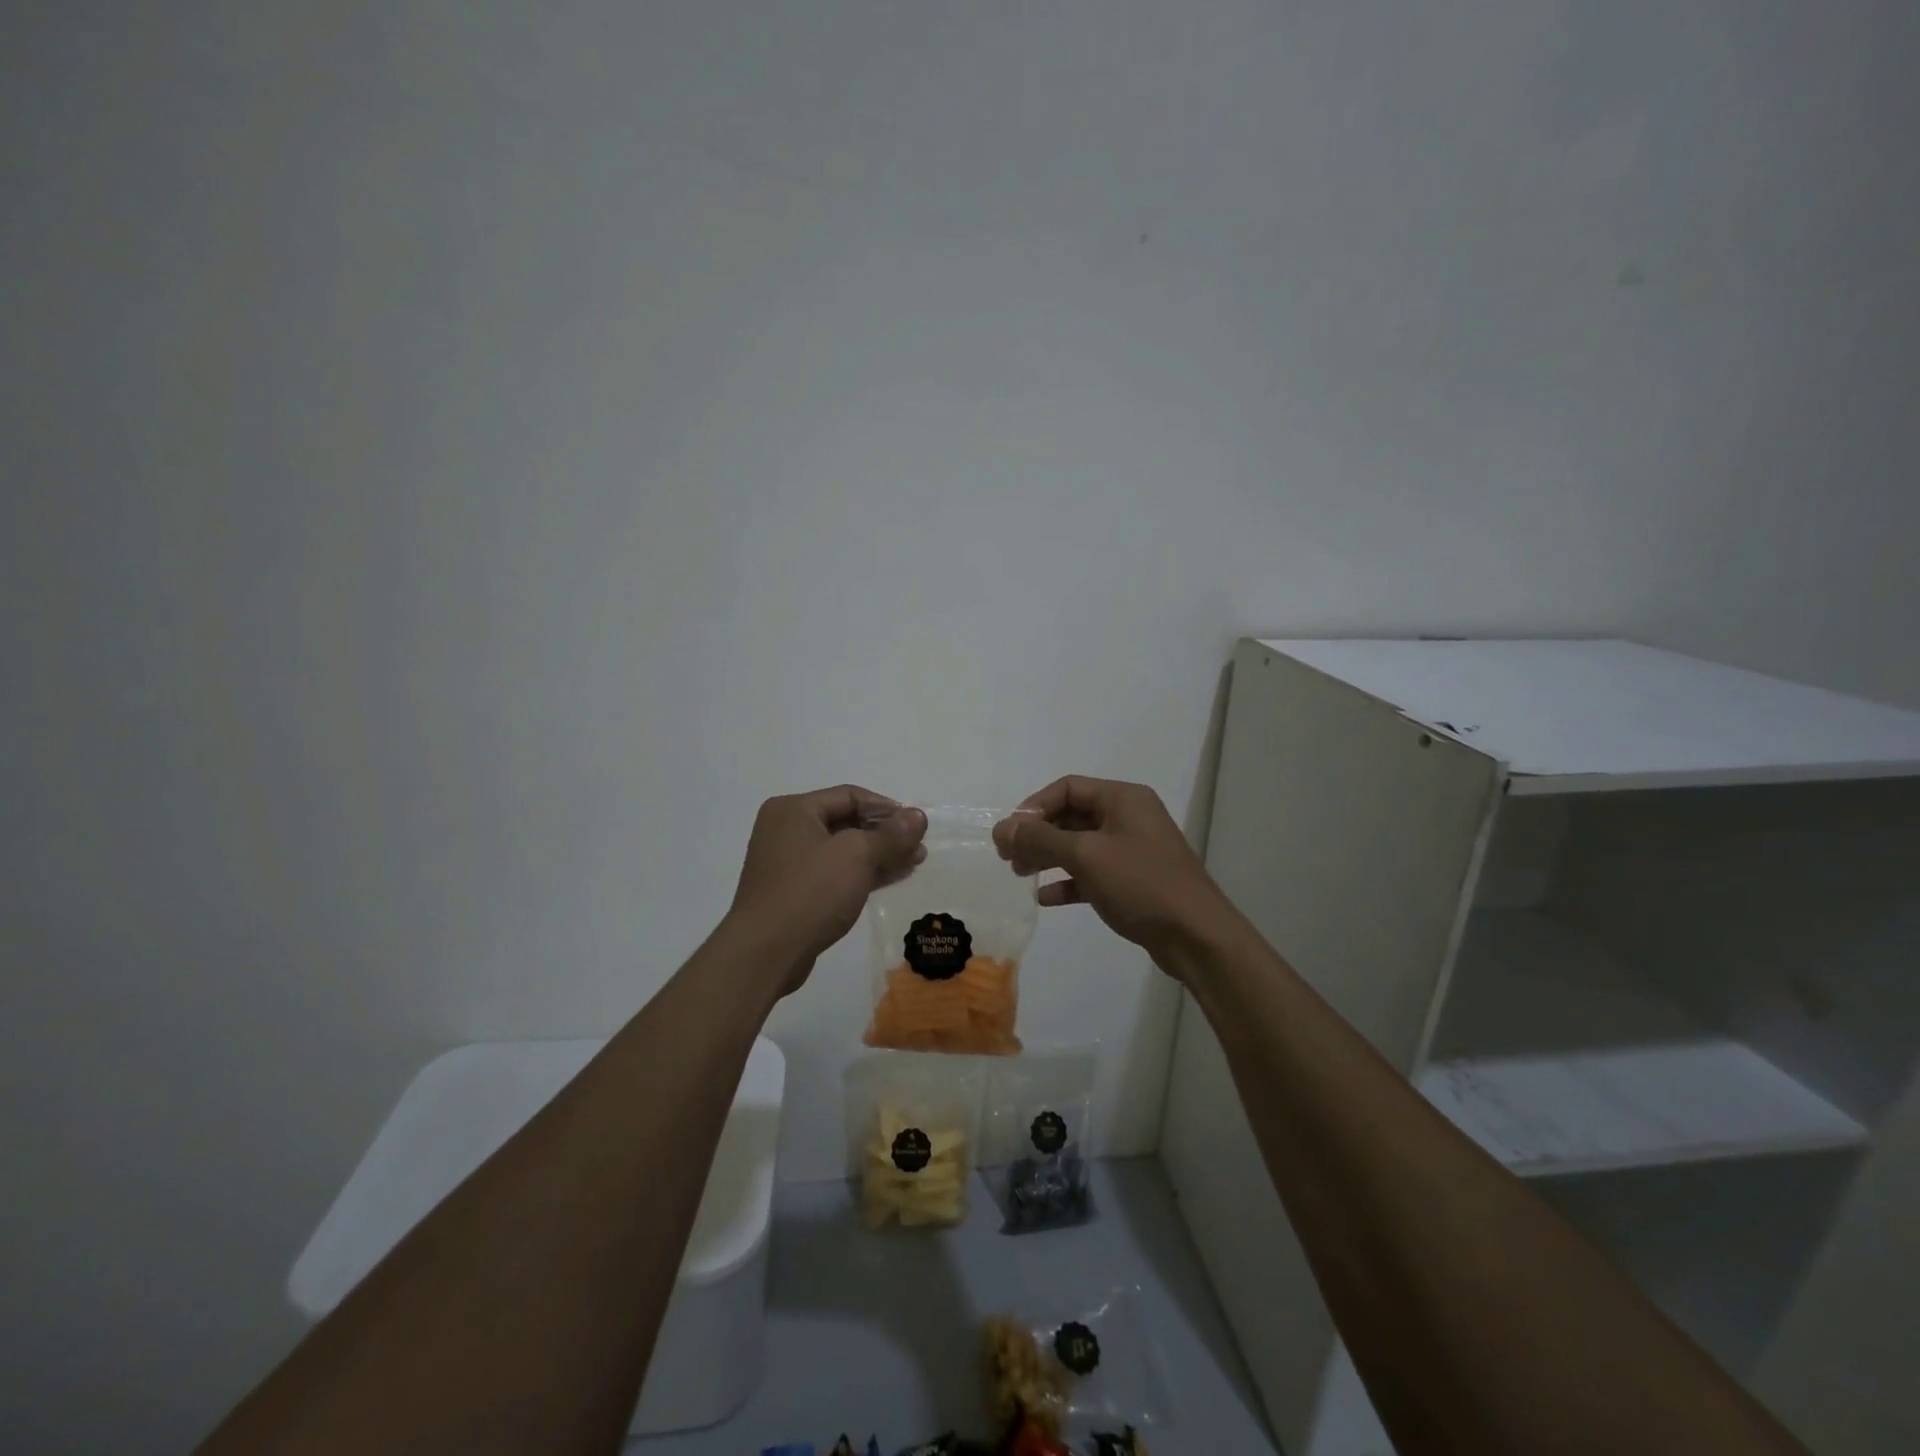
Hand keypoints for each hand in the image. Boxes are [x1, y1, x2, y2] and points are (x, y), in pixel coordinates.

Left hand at [723, 785, 926, 995]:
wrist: (765, 953)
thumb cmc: (810, 892)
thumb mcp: (856, 856)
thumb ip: (890, 835)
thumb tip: (918, 816)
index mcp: (793, 809)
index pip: (850, 795)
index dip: (887, 808)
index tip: (917, 825)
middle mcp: (787, 829)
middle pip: (846, 822)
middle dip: (886, 834)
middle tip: (919, 847)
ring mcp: (788, 863)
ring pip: (843, 850)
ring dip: (879, 855)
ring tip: (914, 862)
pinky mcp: (794, 892)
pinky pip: (835, 873)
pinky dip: (863, 873)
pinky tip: (892, 878)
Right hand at [992, 776, 1234, 969]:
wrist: (1196, 936)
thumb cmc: (1141, 884)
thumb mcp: (1086, 856)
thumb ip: (1040, 840)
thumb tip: (1002, 828)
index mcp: (1123, 798)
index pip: (1067, 788)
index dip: (1034, 807)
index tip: (1010, 833)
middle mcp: (1129, 817)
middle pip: (1072, 815)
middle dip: (1038, 833)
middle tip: (1008, 856)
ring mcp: (1133, 849)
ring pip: (1080, 845)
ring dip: (1048, 857)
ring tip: (1020, 874)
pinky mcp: (1133, 881)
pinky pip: (1092, 872)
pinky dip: (1069, 881)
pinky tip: (1047, 898)